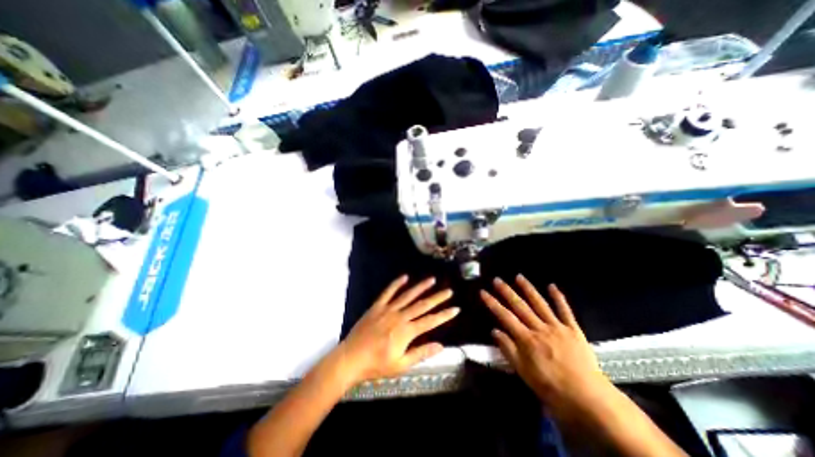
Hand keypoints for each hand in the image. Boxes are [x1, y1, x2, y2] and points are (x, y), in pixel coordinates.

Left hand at [332, 275, 456, 385]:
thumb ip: (421, 353)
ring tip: (432, 279)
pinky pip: (388, 292)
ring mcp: (387, 309)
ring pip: (408, 295)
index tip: (456, 308)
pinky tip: (404, 277)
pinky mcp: (377, 306)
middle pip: (422, 305)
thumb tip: (440, 345)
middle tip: (449, 291)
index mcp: (406, 332)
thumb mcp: (401, 365)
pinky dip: (396, 284)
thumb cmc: (376, 365)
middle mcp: (399, 316)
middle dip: (437, 298)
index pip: (430, 321)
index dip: (444, 315)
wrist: (351, 358)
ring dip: (421, 287)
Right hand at [480, 274, 606, 416]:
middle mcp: (539, 328)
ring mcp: (557, 327)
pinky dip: (558, 297)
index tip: (483, 292)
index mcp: (526, 339)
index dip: (492, 303)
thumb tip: (494, 331)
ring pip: (539, 303)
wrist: (588, 398)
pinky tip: (552, 286)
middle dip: (506, 291)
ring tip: (519, 276)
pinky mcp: (573, 329)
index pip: (505, 316)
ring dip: (528, 289)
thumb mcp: (523, 373)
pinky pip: (565, 310)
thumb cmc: (551, 387)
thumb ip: (508, 349)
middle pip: (520, 306)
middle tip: (497, 279)